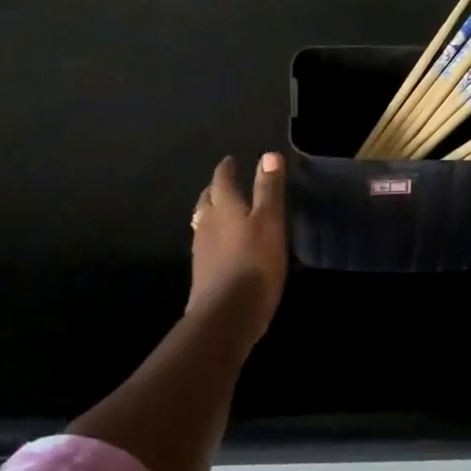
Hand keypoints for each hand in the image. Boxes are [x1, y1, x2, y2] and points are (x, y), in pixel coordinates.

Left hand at [189, 153, 287, 344]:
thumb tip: (269, 155)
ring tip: (223, 212)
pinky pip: (206, 244)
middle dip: (216, 189)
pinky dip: (214, 237)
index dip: (227, 169)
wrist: (226, 316)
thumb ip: (268, 190)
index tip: (230, 161)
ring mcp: (201, 250)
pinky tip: (223, 246)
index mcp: (223, 207)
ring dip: (212, 213)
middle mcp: (207, 223)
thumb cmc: (253, 263)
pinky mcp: (202, 273)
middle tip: (225, 184)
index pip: (222, 180)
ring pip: (204, 222)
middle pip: (208, 200)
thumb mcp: (269, 223)